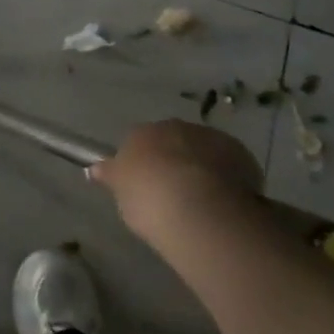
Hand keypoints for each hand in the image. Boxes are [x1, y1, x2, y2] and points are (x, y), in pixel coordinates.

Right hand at [88, 120, 262, 246]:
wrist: (198, 206)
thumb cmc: (149, 199)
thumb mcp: (121, 192)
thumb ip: (110, 177)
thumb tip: (95, 169)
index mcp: (140, 133)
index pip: (139, 142)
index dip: (144, 164)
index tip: (148, 186)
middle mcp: (173, 127)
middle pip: (173, 142)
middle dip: (174, 161)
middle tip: (175, 193)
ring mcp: (208, 137)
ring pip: (202, 150)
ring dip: (202, 167)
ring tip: (204, 201)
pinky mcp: (239, 153)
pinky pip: (230, 164)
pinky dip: (228, 178)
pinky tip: (226, 202)